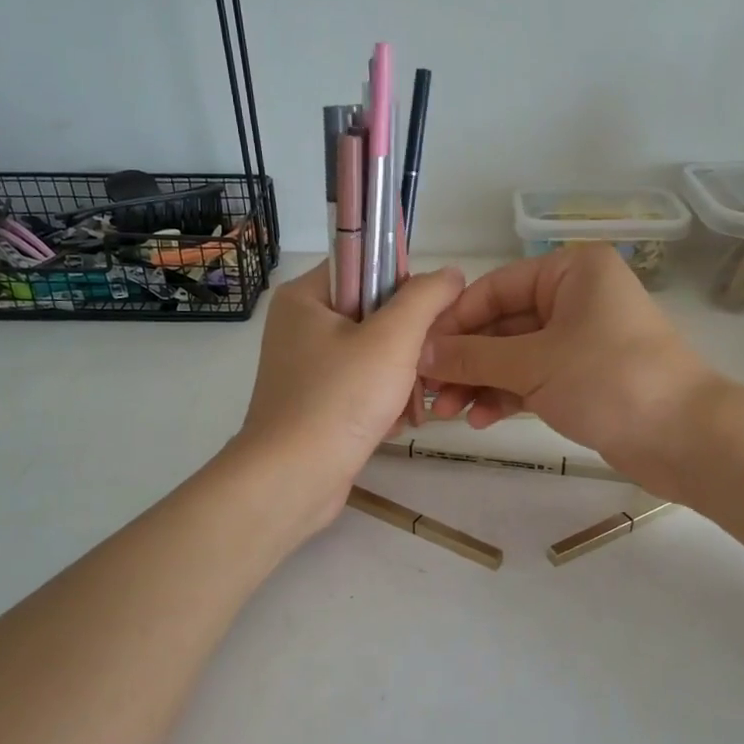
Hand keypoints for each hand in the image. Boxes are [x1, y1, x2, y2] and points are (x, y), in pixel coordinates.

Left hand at [234, 261, 465, 531]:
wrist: (292, 480)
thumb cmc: (340, 399)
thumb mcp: (393, 338)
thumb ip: (426, 297)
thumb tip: (450, 273)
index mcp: (305, 297)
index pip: (364, 263)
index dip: (403, 284)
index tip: (429, 317)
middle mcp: (300, 326)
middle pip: (373, 313)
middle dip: (407, 343)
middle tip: (424, 367)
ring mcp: (306, 367)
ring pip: (373, 353)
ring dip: (401, 377)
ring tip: (410, 404)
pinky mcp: (315, 403)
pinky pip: (361, 385)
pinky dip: (383, 401)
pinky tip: (393, 423)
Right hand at [418, 244, 728, 495]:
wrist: (685, 438)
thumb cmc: (610, 380)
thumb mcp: (533, 364)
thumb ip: (472, 357)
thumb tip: (419, 353)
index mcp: (571, 271)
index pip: (495, 288)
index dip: (454, 322)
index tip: (417, 353)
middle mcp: (575, 297)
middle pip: (502, 324)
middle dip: (465, 361)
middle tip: (429, 393)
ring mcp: (580, 339)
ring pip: (515, 355)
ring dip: (481, 383)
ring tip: (449, 413)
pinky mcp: (584, 377)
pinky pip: (533, 378)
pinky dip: (507, 396)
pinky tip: (481, 420)